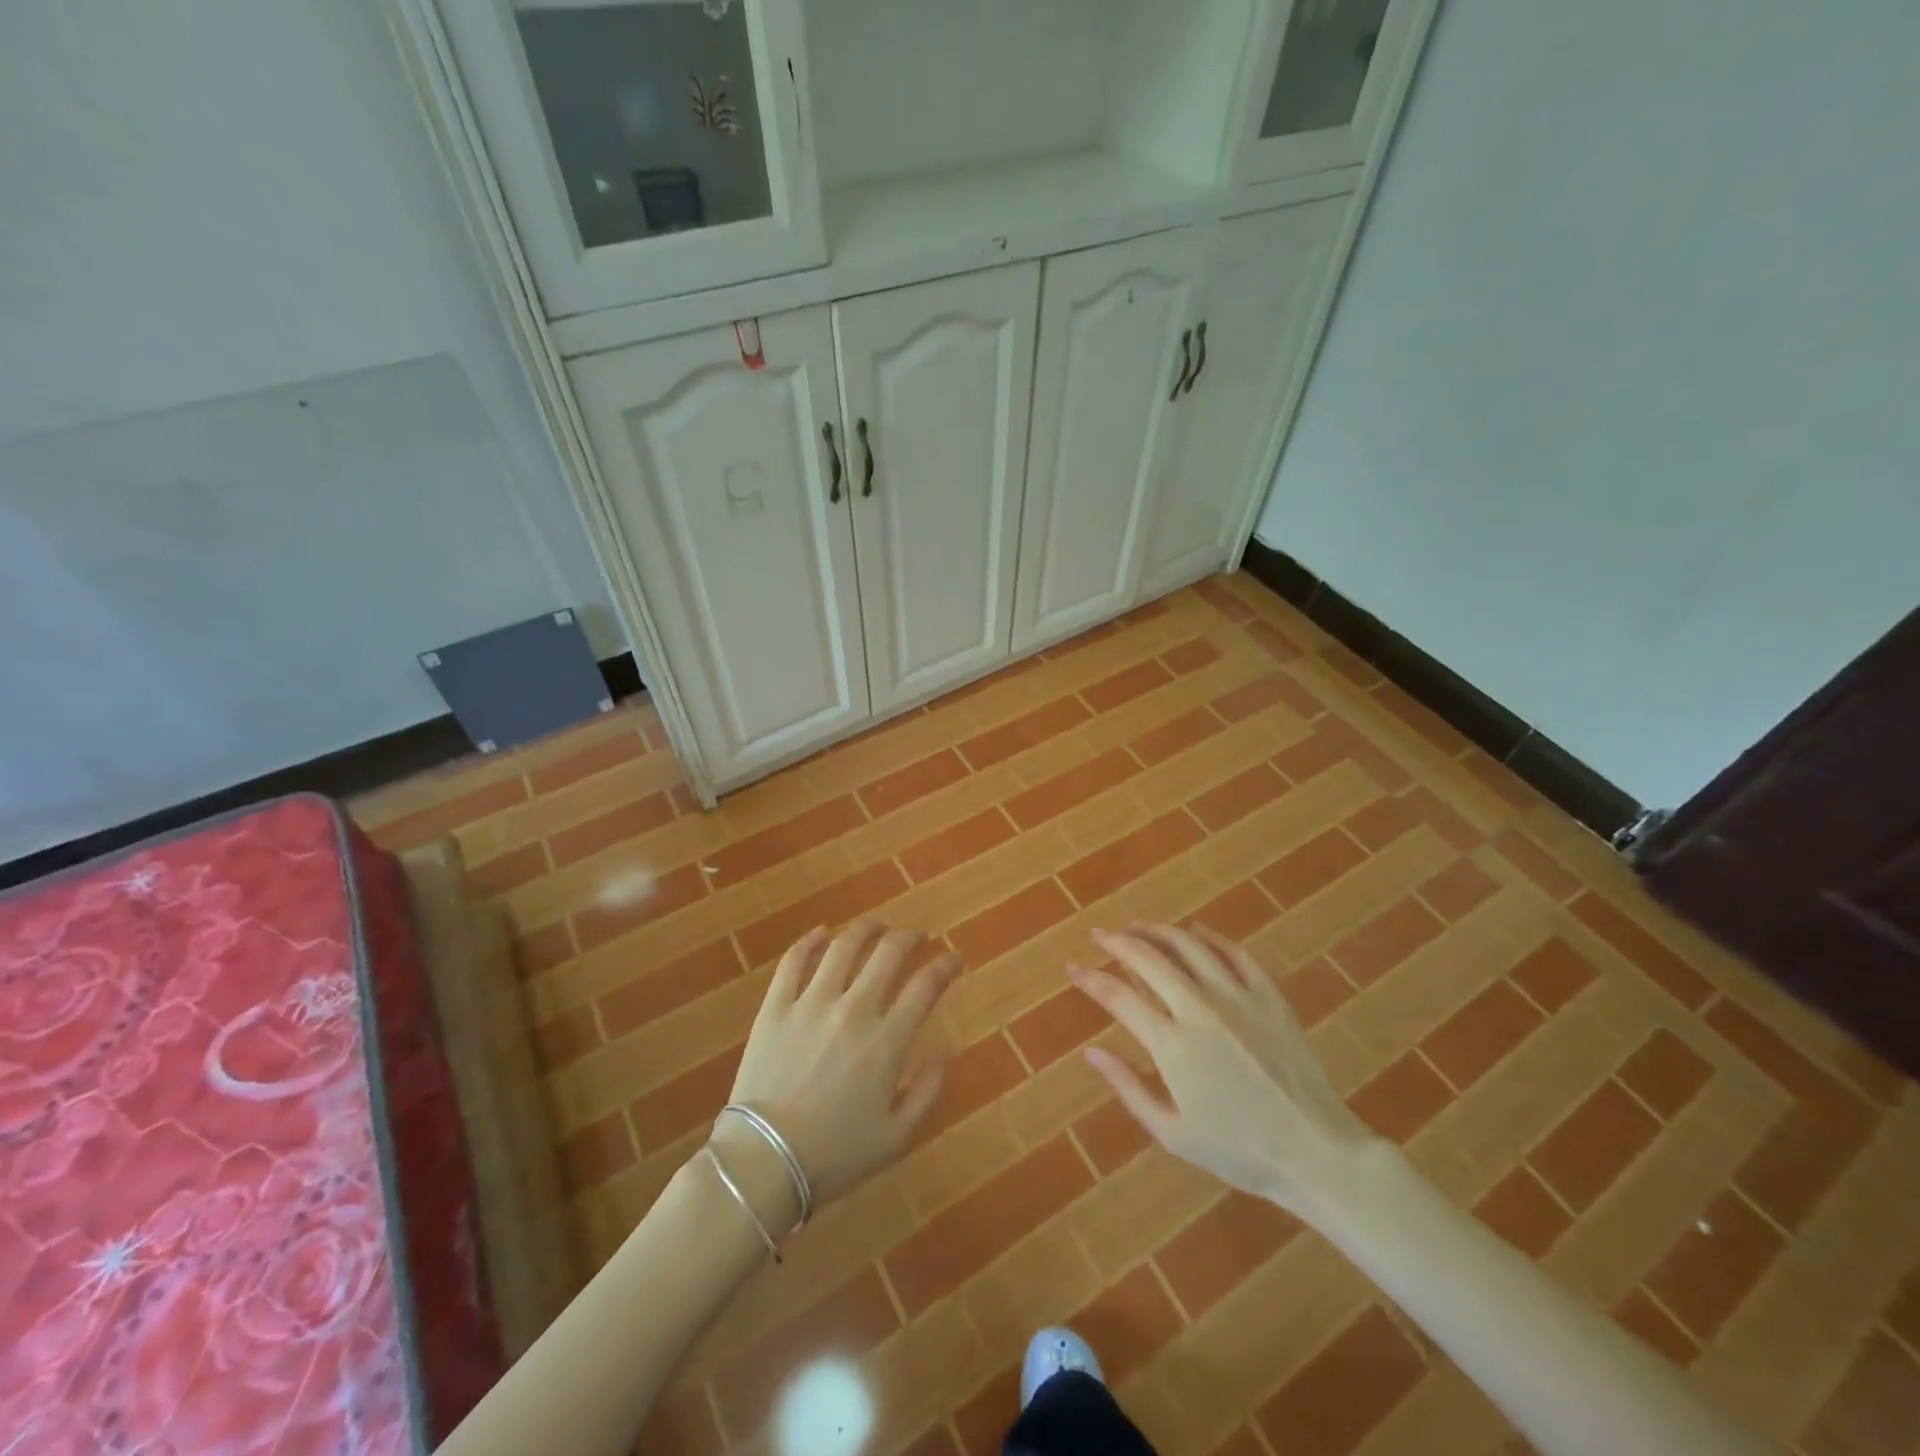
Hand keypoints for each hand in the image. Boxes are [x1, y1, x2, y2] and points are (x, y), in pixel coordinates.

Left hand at [723, 922, 959, 1223]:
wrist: (762, 1163)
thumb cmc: (834, 1155)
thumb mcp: (897, 1137)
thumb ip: (928, 1090)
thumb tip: (946, 1050)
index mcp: (886, 1042)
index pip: (926, 986)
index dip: (945, 965)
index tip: (954, 958)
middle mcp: (853, 1010)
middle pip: (888, 954)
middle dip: (910, 938)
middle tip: (917, 937)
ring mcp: (811, 1004)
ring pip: (843, 947)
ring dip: (866, 930)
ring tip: (877, 926)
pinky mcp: (775, 1007)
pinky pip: (793, 962)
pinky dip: (809, 941)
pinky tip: (821, 933)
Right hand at [1070, 924, 1378, 1221]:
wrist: (1315, 1152)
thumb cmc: (1238, 1151)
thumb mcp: (1172, 1133)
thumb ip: (1128, 1087)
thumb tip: (1090, 1051)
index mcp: (1172, 1045)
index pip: (1118, 997)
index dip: (1091, 978)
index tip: (1073, 967)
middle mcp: (1200, 1009)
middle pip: (1149, 960)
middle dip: (1118, 942)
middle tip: (1100, 934)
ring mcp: (1238, 998)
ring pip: (1189, 947)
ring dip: (1158, 932)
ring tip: (1138, 926)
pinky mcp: (1269, 996)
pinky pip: (1235, 954)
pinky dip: (1211, 938)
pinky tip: (1196, 931)